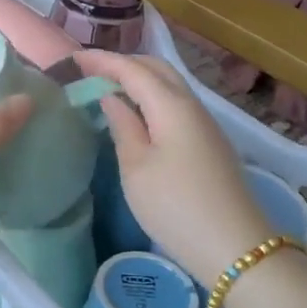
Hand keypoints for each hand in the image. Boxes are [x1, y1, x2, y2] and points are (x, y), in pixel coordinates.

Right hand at [74, 50, 271, 284]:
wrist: (235, 249)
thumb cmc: (175, 206)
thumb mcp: (136, 167)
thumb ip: (122, 125)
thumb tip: (111, 98)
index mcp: (171, 105)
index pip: (132, 69)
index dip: (102, 60)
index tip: (72, 58)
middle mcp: (192, 105)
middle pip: (156, 68)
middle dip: (123, 63)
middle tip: (90, 72)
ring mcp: (205, 124)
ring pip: (169, 85)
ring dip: (139, 79)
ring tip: (108, 89)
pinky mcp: (210, 143)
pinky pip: (176, 104)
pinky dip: (152, 97)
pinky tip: (137, 114)